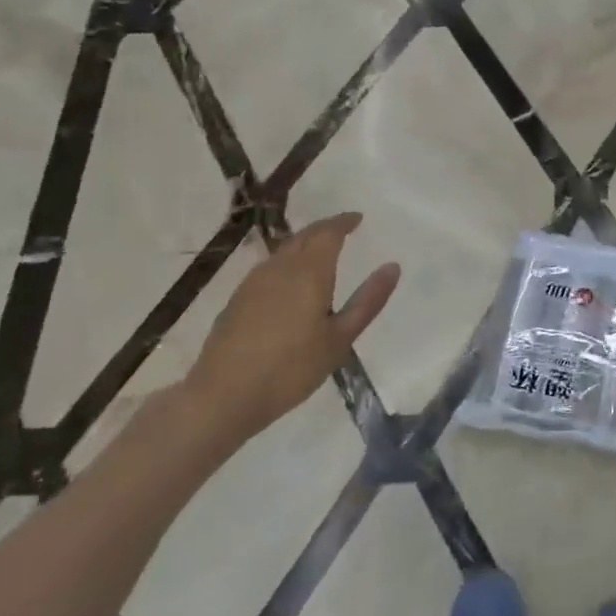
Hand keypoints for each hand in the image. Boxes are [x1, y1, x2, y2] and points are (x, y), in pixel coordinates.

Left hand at [181, 213, 399, 447]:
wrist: (222, 396)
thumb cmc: (291, 368)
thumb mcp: (340, 338)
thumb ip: (368, 300)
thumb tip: (393, 266)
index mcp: (309, 272)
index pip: (328, 232)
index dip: (344, 221)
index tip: (357, 218)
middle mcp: (280, 268)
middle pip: (304, 236)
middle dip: (325, 228)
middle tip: (343, 229)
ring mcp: (253, 282)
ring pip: (284, 250)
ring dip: (304, 243)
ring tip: (320, 251)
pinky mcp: (237, 299)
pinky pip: (269, 267)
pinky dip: (287, 261)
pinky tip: (290, 280)